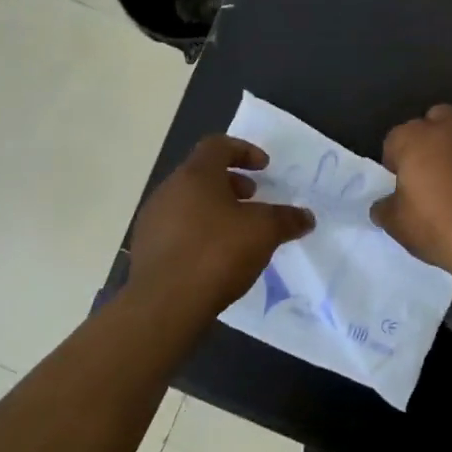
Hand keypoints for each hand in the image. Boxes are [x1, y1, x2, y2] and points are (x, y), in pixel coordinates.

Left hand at [129, 135, 313, 311]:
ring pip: (188, 202)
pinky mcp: (145, 250)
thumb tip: (306, 217)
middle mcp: (168, 190)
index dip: (244, 151)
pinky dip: (199, 233)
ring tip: (237, 232)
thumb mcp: (264, 232)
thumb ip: (287, 219)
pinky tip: (216, 258)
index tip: (264, 168)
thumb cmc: (216, 253)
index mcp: (195, 175)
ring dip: (214, 209)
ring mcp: (152, 221)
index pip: (218, 145)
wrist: (162, 306)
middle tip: (253, 199)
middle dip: (231, 183)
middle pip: (202, 174)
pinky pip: (177, 230)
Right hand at [372, 105, 451, 276]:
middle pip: (436, 117)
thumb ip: (384, 208)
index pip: (395, 138)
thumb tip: (383, 205)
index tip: (400, 181)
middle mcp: (450, 127)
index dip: (394, 159)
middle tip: (431, 166)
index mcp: (414, 138)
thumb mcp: (396, 224)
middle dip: (431, 135)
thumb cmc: (436, 226)